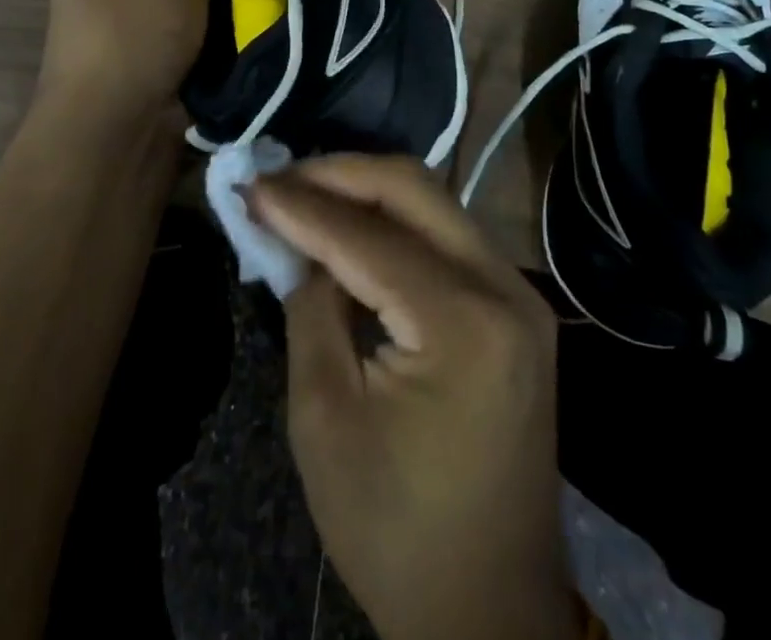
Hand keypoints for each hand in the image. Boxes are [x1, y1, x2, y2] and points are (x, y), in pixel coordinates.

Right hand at [249, 157, 577, 639]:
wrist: (490, 609)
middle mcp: (505, 289)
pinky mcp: (517, 306)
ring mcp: (520, 293)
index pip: (367, 237)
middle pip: (414, 190)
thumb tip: (293, 235)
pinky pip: (448, 235)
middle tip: (279, 179)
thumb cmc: (395, 529)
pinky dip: (394, 221)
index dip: (302, 205)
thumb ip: (309, 308)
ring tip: (305, 195)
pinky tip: (350, 227)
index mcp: (465, 325)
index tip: (249, 185)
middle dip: (339, 174)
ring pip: (434, 203)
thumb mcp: (325, 419)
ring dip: (365, 191)